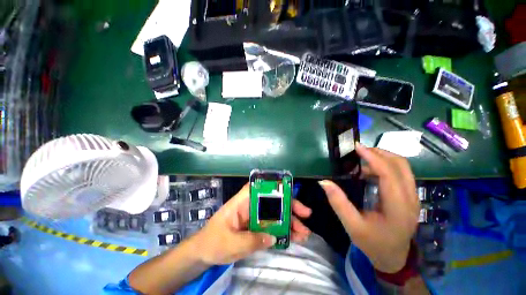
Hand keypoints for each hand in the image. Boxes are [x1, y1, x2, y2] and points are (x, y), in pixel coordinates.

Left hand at [192, 183, 311, 264]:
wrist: (203, 253)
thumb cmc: (213, 243)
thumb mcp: (230, 244)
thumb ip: (251, 240)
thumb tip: (274, 237)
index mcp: (241, 203)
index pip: (256, 187)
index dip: (271, 185)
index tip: (287, 189)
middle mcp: (249, 206)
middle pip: (271, 201)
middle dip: (288, 206)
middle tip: (305, 214)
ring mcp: (254, 217)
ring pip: (274, 214)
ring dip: (289, 221)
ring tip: (304, 232)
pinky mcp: (256, 227)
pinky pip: (271, 226)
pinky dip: (282, 231)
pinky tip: (293, 237)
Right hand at [319, 143, 419, 272]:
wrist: (393, 257)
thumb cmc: (373, 243)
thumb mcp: (352, 225)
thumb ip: (338, 202)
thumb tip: (324, 182)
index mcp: (398, 207)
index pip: (389, 174)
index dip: (373, 157)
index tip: (357, 147)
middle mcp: (411, 198)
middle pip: (401, 165)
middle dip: (379, 153)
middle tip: (358, 150)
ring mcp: (413, 197)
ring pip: (403, 167)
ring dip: (382, 158)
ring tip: (362, 158)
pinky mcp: (410, 196)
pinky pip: (401, 173)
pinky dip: (385, 165)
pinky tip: (369, 170)